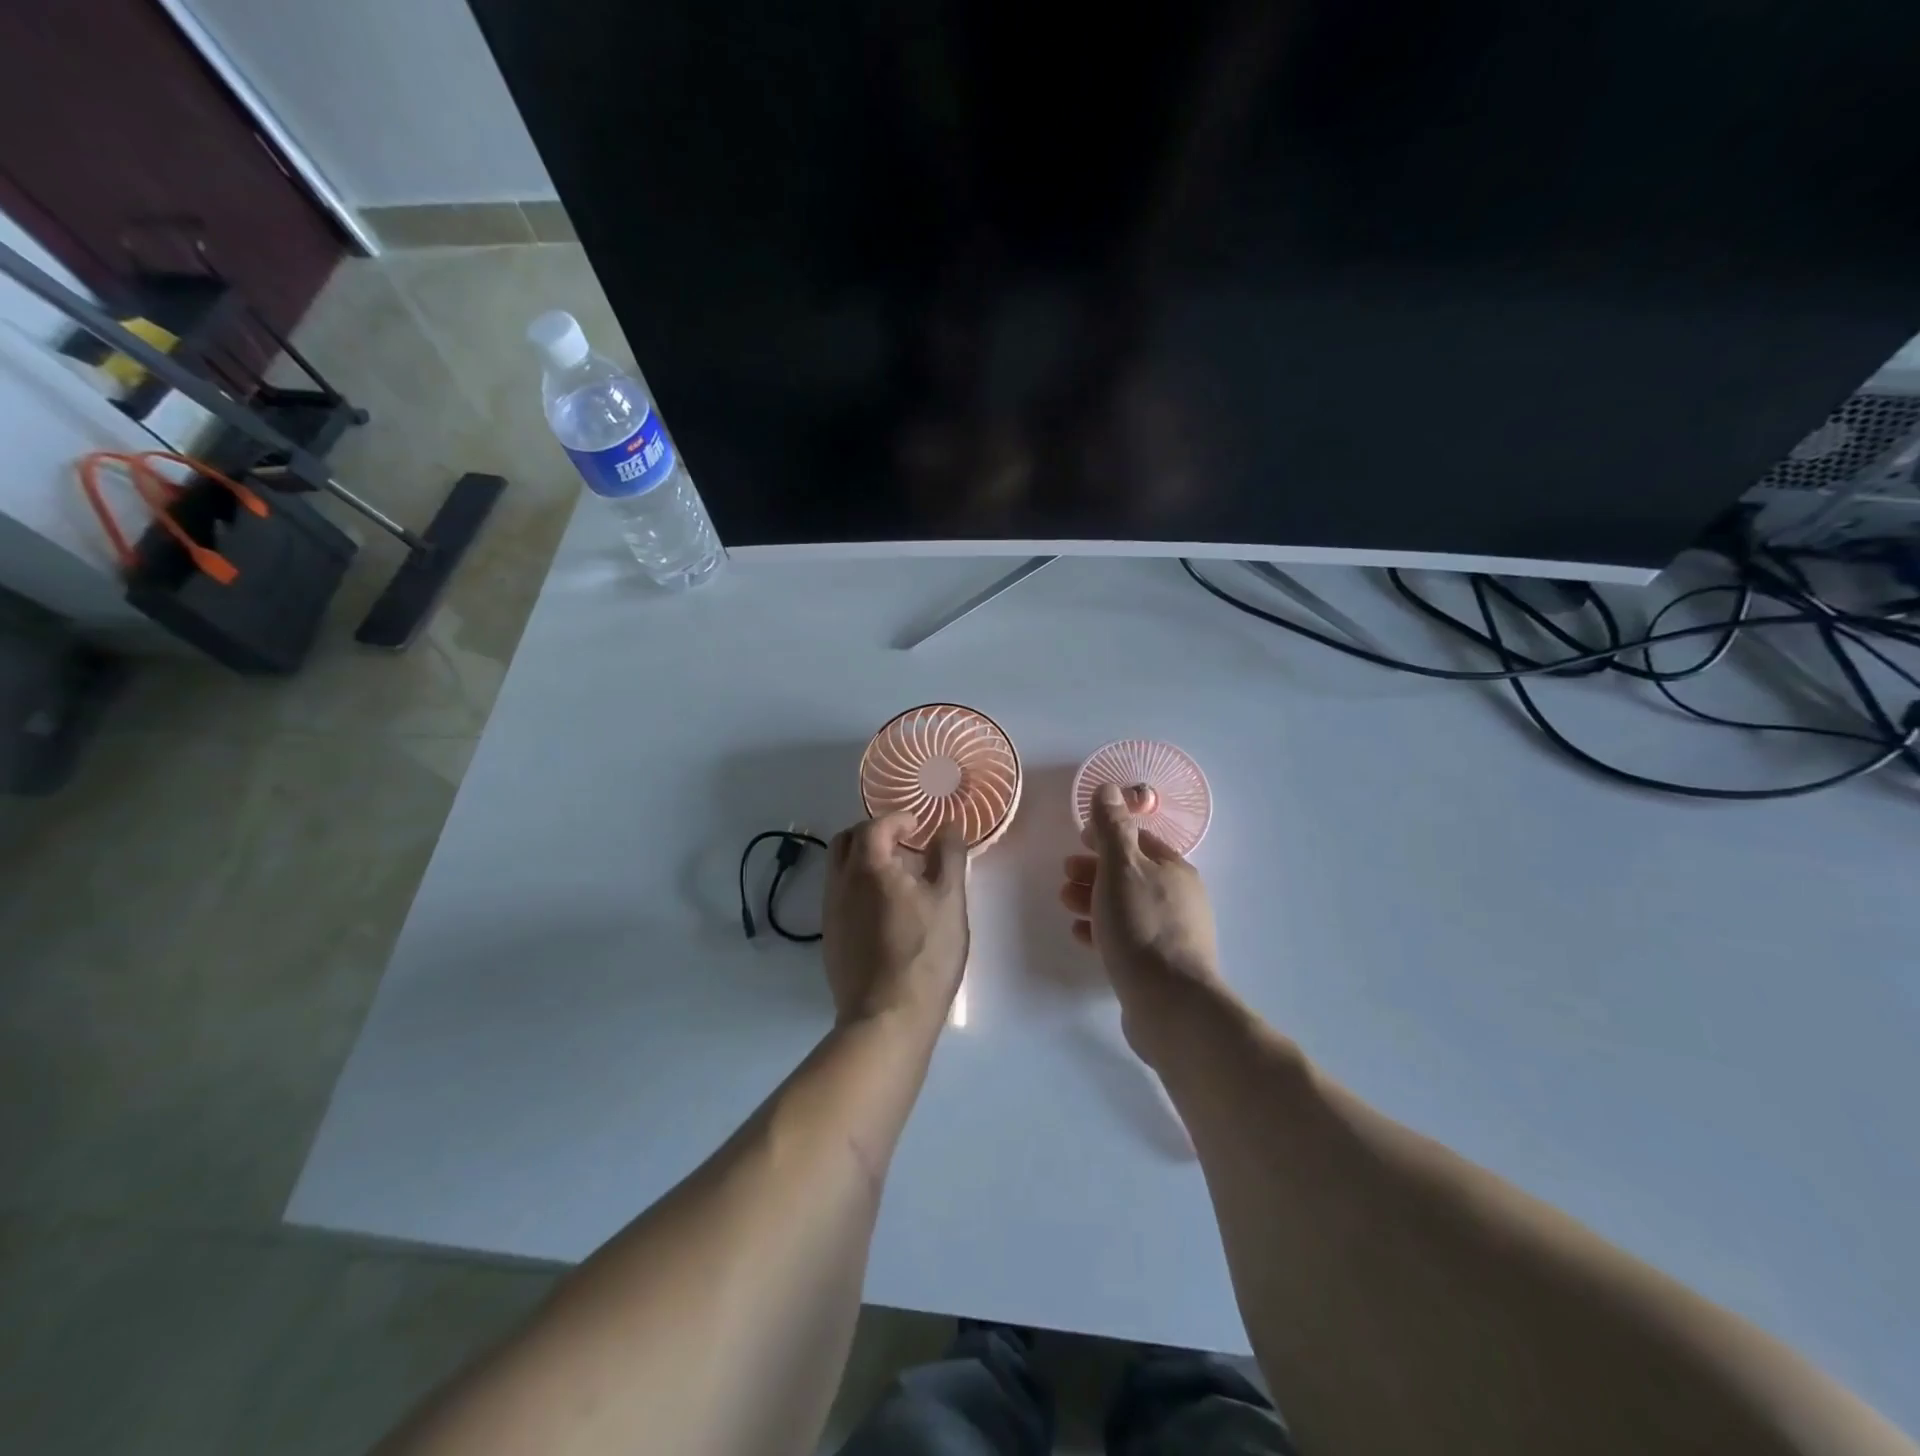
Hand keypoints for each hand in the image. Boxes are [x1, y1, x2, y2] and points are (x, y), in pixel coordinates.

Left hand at [822, 814, 968, 1026]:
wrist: (886, 1018)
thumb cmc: (925, 954)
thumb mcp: (949, 899)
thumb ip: (949, 856)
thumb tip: (947, 826)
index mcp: (869, 867)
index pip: (874, 826)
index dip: (897, 819)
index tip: (918, 826)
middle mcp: (841, 883)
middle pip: (846, 841)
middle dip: (873, 834)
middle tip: (903, 844)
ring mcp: (831, 912)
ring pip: (839, 869)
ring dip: (864, 860)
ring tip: (897, 878)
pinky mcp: (831, 938)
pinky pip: (839, 896)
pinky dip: (858, 887)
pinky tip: (885, 910)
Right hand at [1060, 784, 1222, 1056]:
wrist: (1170, 1004)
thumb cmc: (1141, 925)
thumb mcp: (1121, 868)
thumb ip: (1112, 827)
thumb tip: (1108, 787)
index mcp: (1174, 870)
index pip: (1139, 840)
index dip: (1108, 836)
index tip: (1079, 840)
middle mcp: (1178, 898)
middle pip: (1130, 874)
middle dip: (1094, 870)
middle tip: (1065, 875)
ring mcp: (1171, 934)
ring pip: (1125, 905)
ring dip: (1093, 899)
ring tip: (1065, 904)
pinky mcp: (1159, 965)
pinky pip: (1125, 937)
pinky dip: (1101, 930)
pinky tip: (1080, 935)